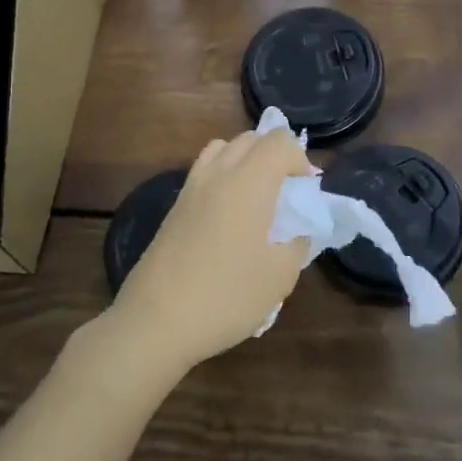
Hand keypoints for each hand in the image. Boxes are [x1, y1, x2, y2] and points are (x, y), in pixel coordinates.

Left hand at [102, 129, 313, 379]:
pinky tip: (229, 216)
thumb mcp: (279, 278)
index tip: (306, 192)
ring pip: (223, 149)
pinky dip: (223, 176)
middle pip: (250, 139)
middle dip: (275, 155)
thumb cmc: (225, 297)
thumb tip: (298, 232)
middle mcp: (218, 173)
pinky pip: (204, 171)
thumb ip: (297, 245)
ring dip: (246, 160)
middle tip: (287, 193)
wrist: (155, 321)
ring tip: (257, 197)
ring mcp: (191, 188)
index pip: (279, 142)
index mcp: (249, 182)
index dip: (300, 160)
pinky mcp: (174, 207)